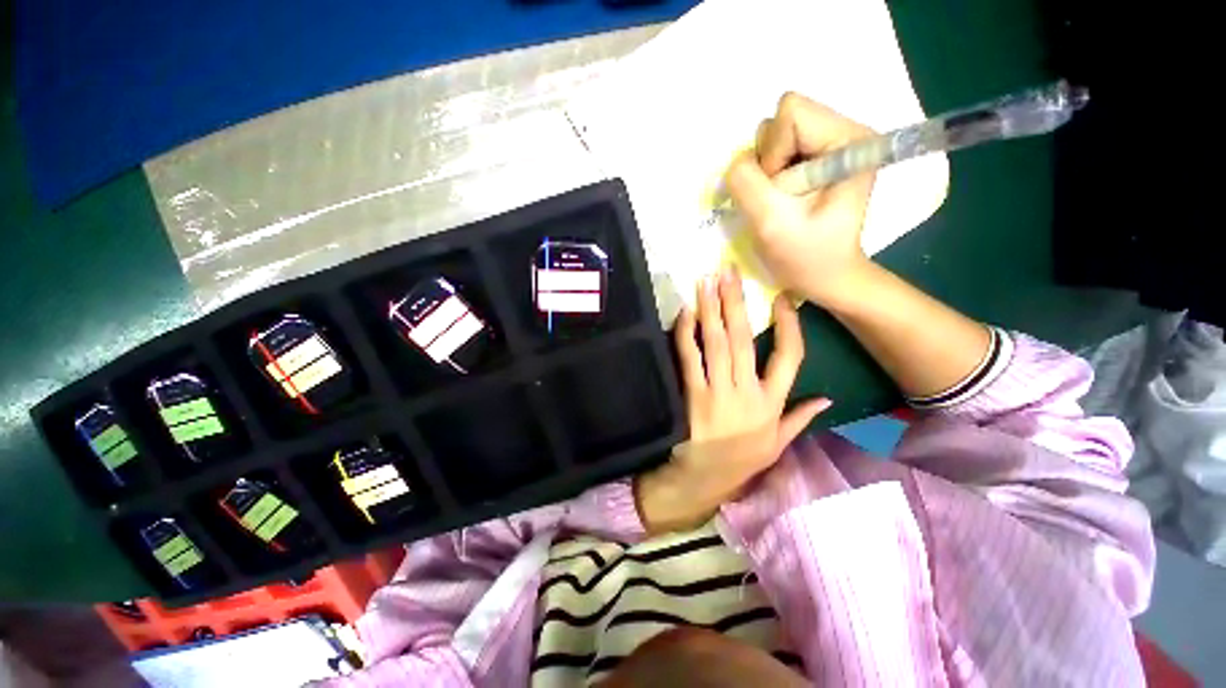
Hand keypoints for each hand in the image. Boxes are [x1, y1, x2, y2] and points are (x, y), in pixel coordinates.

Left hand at [635, 267, 830, 534]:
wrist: (706, 477)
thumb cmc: (745, 459)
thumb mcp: (779, 443)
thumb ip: (801, 417)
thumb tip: (828, 398)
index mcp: (773, 403)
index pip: (790, 358)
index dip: (787, 326)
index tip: (782, 298)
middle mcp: (747, 392)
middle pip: (744, 339)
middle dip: (737, 302)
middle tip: (729, 271)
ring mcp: (717, 391)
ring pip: (716, 343)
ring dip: (711, 309)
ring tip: (707, 282)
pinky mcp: (692, 394)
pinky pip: (689, 358)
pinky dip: (687, 333)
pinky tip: (685, 312)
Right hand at [725, 92, 877, 307]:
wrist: (826, 276)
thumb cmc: (807, 257)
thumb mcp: (771, 223)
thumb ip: (746, 184)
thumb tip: (736, 162)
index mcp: (849, 140)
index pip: (792, 113)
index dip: (772, 154)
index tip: (779, 192)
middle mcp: (844, 132)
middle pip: (782, 120)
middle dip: (768, 163)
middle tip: (779, 198)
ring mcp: (829, 144)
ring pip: (774, 136)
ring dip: (765, 172)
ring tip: (781, 201)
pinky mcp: (815, 159)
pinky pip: (774, 153)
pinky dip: (767, 177)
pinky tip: (781, 199)